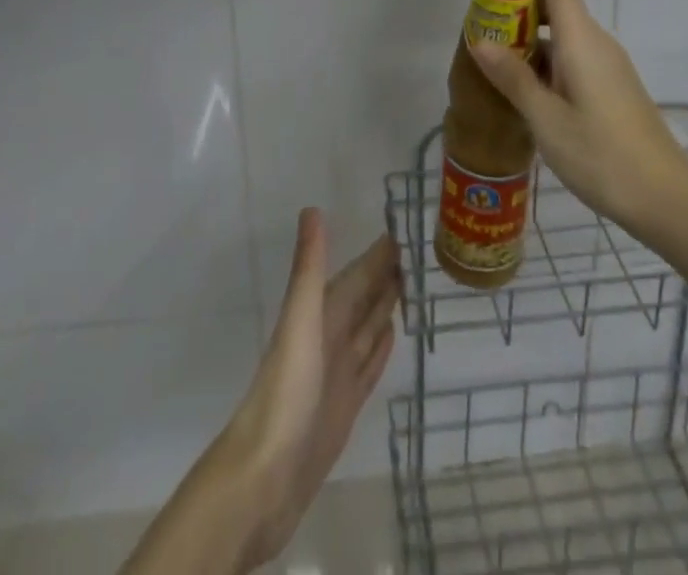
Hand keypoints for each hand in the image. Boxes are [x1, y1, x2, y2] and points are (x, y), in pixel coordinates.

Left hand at [219, 209, 399, 568]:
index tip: (407, 226)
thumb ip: (309, 267)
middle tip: (423, 251)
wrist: (265, 478)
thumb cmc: (285, 392)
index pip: (358, 273)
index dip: (379, 252)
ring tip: (413, 284)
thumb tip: (312, 209)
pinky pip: (369, 363)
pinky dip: (381, 345)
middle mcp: (330, 336)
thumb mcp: (300, 321)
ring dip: (388, 305)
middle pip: (364, 297)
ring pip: (369, 327)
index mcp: (321, 313)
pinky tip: (392, 334)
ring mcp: (338, 372)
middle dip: (387, 273)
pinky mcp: (346, 405)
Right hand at [468, 0, 687, 233]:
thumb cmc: (600, 154)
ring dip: (531, 44)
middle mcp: (598, 44)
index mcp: (582, 40)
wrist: (666, 199)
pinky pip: (575, 61)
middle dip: (519, 14)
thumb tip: (480, 40)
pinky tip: (528, 95)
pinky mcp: (614, 90)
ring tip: (495, 67)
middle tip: (484, 35)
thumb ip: (512, 76)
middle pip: (558, 8)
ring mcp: (609, 68)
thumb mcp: (545, 118)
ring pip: (565, 38)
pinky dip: (548, 65)